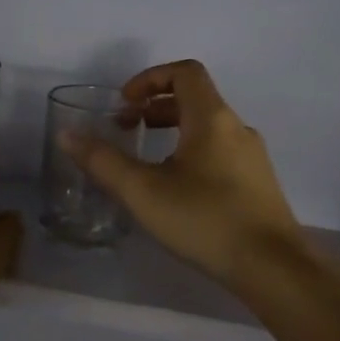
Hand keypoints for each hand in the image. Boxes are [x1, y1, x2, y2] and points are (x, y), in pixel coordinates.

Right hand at [61, 60, 304, 289]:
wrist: (272, 267)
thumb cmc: (205, 220)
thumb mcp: (143, 191)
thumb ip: (103, 161)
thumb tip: (67, 134)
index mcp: (212, 118)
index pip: (184, 73)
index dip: (150, 78)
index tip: (125, 103)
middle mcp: (236, 128)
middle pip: (195, 98)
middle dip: (156, 106)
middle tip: (128, 129)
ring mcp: (252, 156)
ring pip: (208, 127)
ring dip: (174, 130)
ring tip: (147, 160)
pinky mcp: (257, 183)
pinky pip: (220, 151)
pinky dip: (192, 152)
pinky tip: (177, 190)